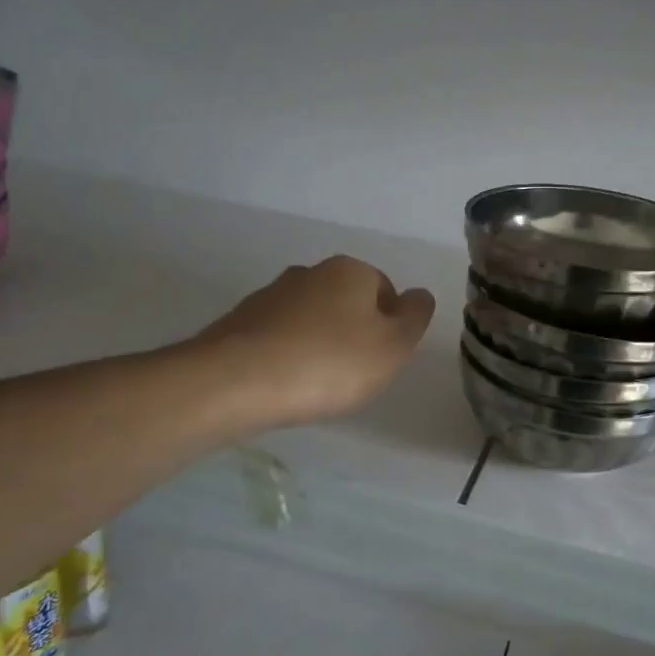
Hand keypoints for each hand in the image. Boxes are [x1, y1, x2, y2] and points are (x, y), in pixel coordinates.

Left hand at [198, 256, 435, 428]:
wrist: (235, 382)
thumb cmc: (329, 363)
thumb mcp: (393, 345)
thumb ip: (415, 316)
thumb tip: (419, 295)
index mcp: (351, 270)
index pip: (386, 290)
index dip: (390, 327)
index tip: (381, 360)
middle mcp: (310, 272)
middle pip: (347, 302)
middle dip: (354, 334)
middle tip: (352, 375)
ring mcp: (270, 295)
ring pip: (311, 319)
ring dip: (319, 345)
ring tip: (315, 385)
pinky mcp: (239, 322)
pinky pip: (278, 337)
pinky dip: (287, 356)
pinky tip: (284, 384)